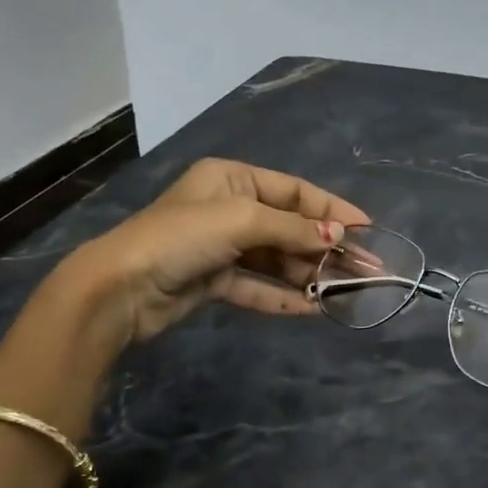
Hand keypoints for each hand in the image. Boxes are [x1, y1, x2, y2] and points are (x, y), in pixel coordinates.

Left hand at [54, 159, 368, 346]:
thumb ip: (294, 229)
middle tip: (366, 269)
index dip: (332, 210)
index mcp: (232, 179)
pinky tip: (315, 309)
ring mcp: (221, 247)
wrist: (121, 288)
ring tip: (347, 291)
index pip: (294, 191)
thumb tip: (339, 239)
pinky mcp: (214, 280)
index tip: (367, 230)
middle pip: (289, 227)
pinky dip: (284, 296)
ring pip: (277, 259)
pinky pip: (258, 286)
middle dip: (326, 248)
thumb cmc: (182, 237)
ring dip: (310, 275)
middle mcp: (229, 208)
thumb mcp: (243, 221)